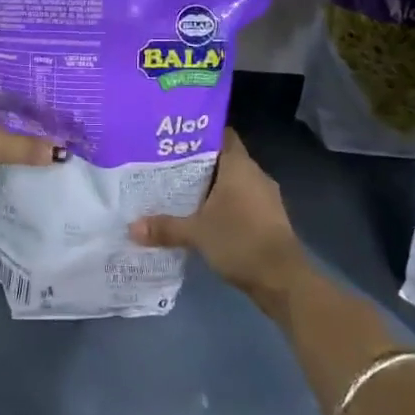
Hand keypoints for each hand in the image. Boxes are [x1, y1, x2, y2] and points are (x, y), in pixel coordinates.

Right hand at [129, 129, 307, 310]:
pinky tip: (204, 217)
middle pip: (224, 159)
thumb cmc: (239, 241)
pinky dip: (225, 206)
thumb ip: (165, 227)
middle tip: (168, 167)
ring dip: (213, 187)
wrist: (283, 279)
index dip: (200, 134)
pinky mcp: (269, 219)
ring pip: (234, 182)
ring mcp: (265, 197)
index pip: (222, 135)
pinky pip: (242, 202)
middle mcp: (255, 175)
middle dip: (199, 164)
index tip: (176, 139)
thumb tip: (132, 228)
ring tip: (181, 192)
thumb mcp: (196, 233)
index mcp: (239, 166)